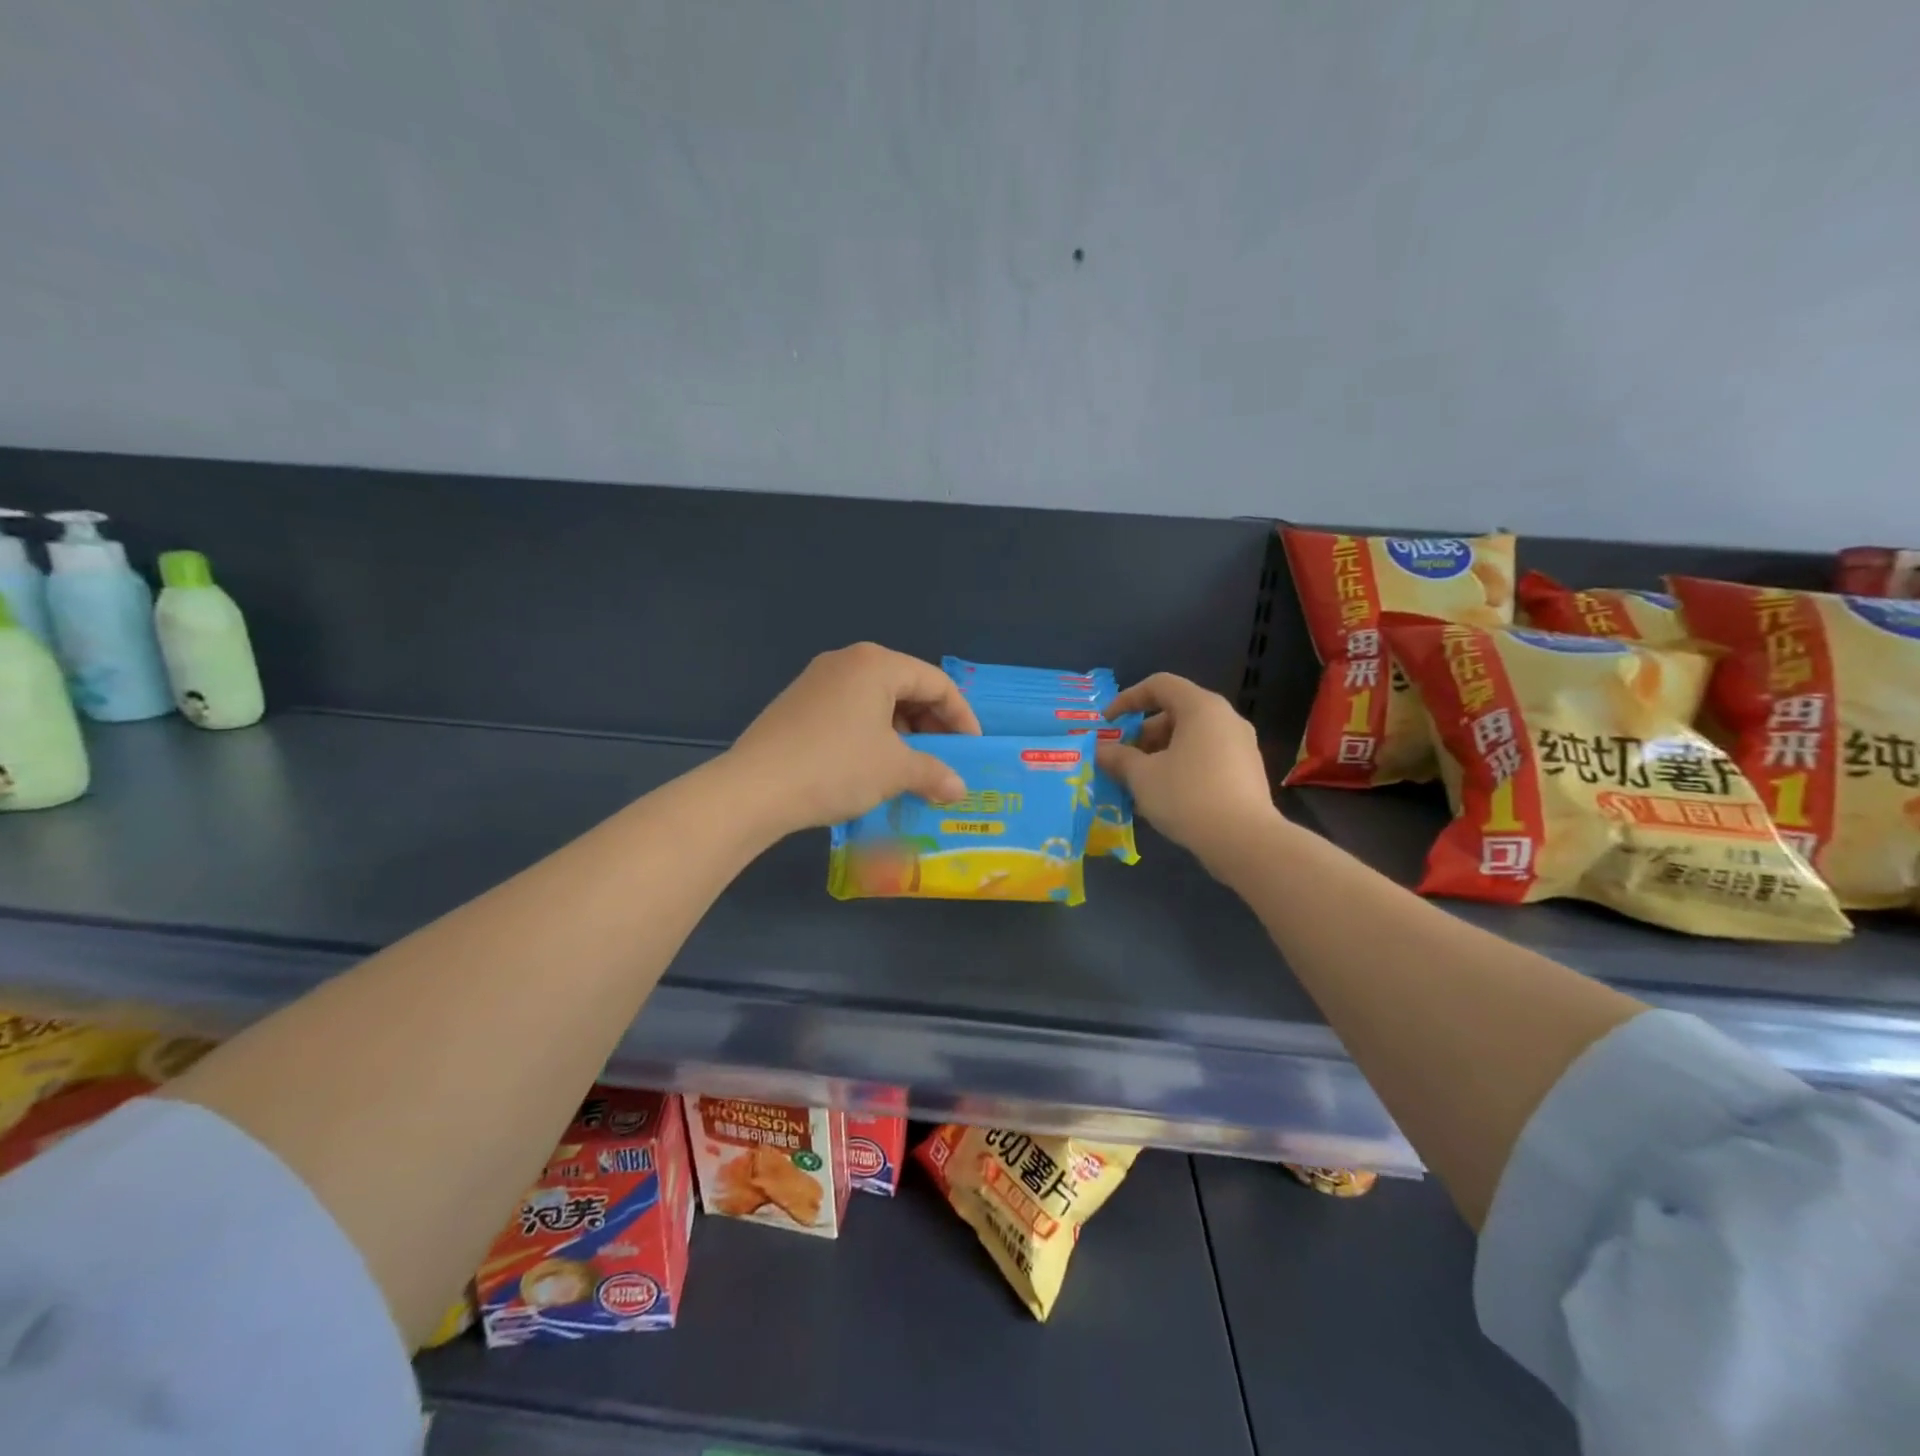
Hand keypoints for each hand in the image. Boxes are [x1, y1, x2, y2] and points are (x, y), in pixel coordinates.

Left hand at [722, 643, 981, 836]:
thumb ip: (934, 773)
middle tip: (944, 761)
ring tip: (912, 769)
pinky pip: (850, 713)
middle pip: (905, 688)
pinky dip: (872, 736)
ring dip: (902, 734)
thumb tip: (958, 788)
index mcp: (876, 664)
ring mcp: (817, 681)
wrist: (754, 789)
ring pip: (877, 702)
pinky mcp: (797, 705)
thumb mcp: (895, 770)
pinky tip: (874, 767)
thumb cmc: (836, 767)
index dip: (961, 717)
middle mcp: (847, 662)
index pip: (936, 683)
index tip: (971, 750)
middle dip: (931, 726)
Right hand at [1097, 674, 1280, 866]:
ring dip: (1159, 755)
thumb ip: (1119, 758)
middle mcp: (1225, 718)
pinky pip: (1206, 758)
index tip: (1108, 724)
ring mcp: (1241, 745)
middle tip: (1122, 761)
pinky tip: (1164, 798)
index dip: (1128, 699)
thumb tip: (1101, 751)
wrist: (1245, 841)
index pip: (1159, 685)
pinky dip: (1181, 767)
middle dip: (1142, 735)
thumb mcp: (1142, 777)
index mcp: (1201, 708)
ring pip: (1190, 738)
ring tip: (1138, 784)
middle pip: (1175, 712)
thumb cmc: (1187, 797)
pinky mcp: (1247, 772)